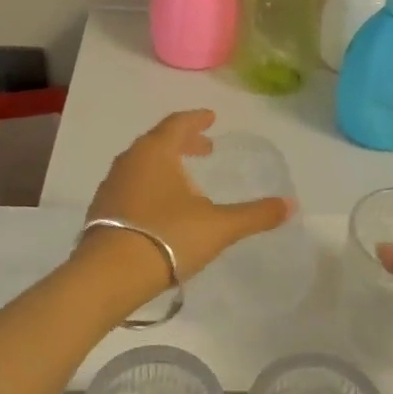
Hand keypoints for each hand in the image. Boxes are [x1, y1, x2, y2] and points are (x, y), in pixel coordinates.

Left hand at [77, 111, 290, 302]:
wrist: (109, 275)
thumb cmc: (167, 237)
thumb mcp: (218, 226)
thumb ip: (255, 215)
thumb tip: (291, 205)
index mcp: (156, 152)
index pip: (178, 124)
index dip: (197, 119)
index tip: (211, 118)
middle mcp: (129, 161)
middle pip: (158, 141)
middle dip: (183, 142)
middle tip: (204, 148)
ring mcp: (111, 185)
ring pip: (142, 164)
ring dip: (165, 165)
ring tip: (185, 179)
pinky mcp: (101, 210)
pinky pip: (130, 186)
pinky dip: (149, 185)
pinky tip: (160, 208)